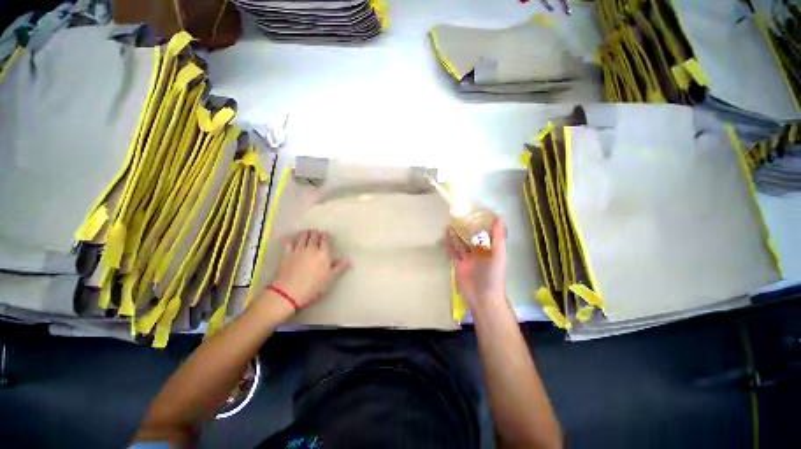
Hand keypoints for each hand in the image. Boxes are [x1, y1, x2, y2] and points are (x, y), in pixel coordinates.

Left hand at [271, 229, 350, 308]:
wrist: (289, 293)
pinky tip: (294, 239)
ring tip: (307, 232)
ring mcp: (298, 250)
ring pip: (302, 237)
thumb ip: (340, 267)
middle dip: (316, 233)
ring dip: (306, 233)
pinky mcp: (287, 254)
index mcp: (323, 254)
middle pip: (314, 236)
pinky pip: (290, 243)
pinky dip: (293, 239)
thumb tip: (349, 260)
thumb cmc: (314, 287)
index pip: (326, 240)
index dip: (326, 236)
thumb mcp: (330, 278)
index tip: (326, 234)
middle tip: (317, 232)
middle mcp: (311, 249)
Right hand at [444, 217, 507, 308]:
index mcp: (490, 248)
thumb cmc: (493, 276)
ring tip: (447, 226)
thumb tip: (499, 217)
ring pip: (460, 244)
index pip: (485, 231)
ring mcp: (468, 259)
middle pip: (470, 237)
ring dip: (454, 236)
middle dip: (463, 228)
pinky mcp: (459, 265)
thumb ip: (498, 237)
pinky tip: (443, 239)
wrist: (483, 297)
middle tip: (455, 217)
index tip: (473, 211)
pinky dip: (448, 247)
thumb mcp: (498, 255)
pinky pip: (453, 253)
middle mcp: (479, 252)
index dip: (480, 222)